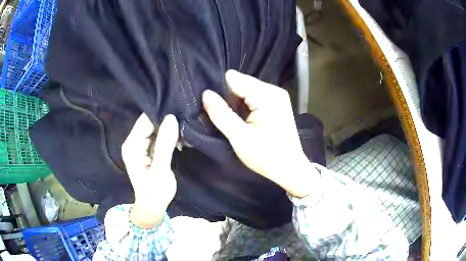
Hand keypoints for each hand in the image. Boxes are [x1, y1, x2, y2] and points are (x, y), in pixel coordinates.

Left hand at [122, 114, 178, 227]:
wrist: (153, 206)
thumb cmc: (155, 191)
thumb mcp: (160, 169)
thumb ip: (165, 144)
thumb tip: (171, 118)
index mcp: (132, 145)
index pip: (145, 121)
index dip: (160, 115)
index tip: (179, 111)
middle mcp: (134, 142)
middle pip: (150, 123)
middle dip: (166, 122)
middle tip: (185, 121)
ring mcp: (141, 146)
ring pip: (156, 130)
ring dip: (169, 130)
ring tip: (184, 131)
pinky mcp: (148, 150)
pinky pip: (159, 138)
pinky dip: (169, 138)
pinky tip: (180, 140)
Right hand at [202, 70, 313, 197]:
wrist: (290, 169)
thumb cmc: (266, 155)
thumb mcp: (239, 137)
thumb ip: (220, 113)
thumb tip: (205, 93)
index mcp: (266, 95)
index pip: (233, 78)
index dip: (221, 92)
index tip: (217, 109)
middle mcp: (273, 90)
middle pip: (241, 83)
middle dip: (230, 99)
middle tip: (228, 120)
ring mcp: (277, 96)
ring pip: (247, 91)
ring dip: (238, 105)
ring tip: (237, 123)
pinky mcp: (277, 104)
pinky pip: (255, 98)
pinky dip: (247, 107)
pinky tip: (247, 122)